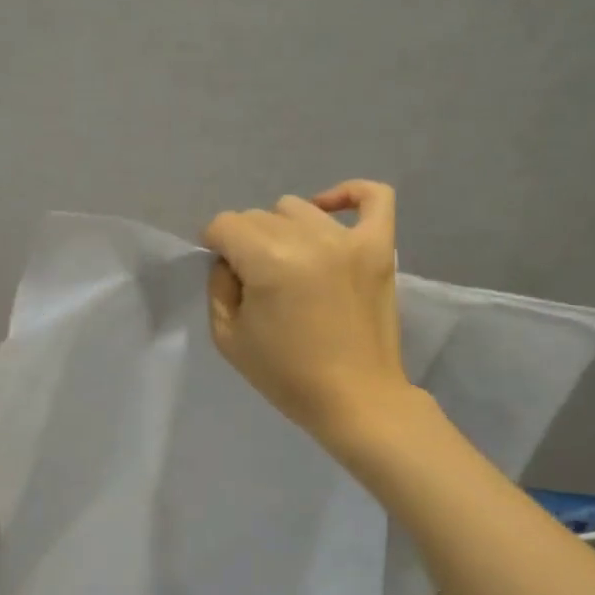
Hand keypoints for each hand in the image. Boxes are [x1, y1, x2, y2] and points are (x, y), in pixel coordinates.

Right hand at [201, 180, 412, 445]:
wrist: (356, 400)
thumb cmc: (287, 376)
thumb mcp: (228, 337)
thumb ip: (219, 285)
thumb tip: (230, 259)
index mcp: (269, 260)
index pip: (225, 225)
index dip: (215, 246)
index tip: (225, 276)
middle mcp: (309, 239)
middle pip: (259, 216)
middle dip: (246, 243)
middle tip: (257, 283)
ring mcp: (350, 240)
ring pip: (299, 208)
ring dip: (283, 230)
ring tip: (290, 264)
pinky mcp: (380, 247)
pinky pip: (372, 197)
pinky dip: (348, 194)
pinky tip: (329, 210)